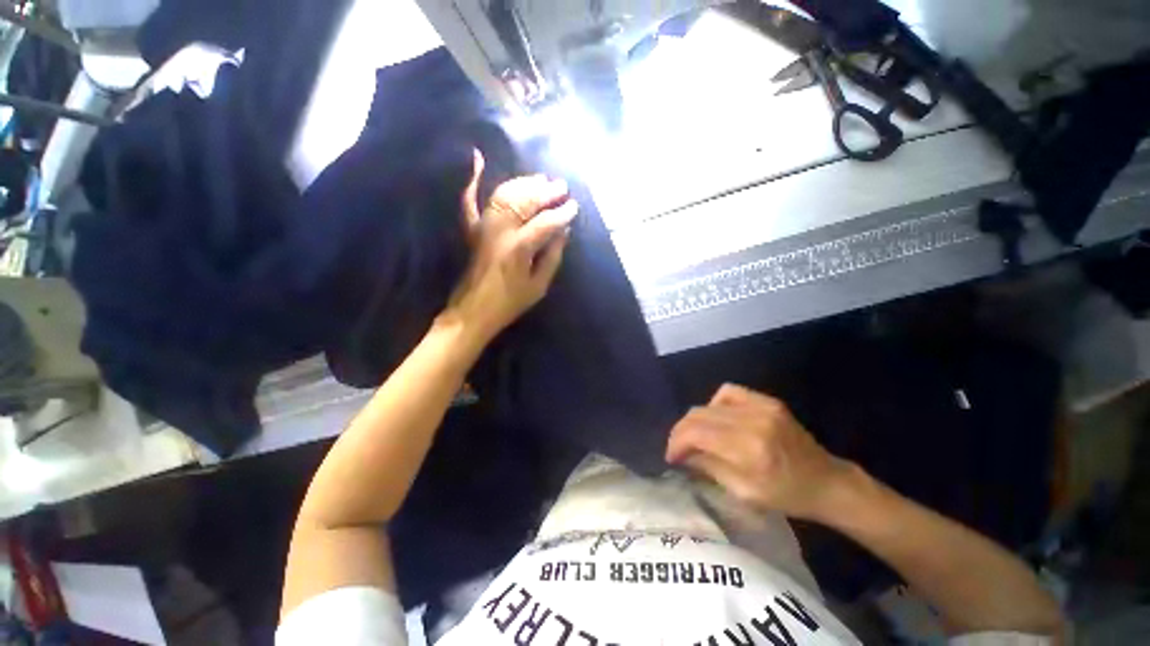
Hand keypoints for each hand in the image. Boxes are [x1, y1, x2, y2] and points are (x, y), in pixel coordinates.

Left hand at [446, 151, 577, 342]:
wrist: (473, 311)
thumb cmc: (509, 303)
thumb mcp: (538, 286)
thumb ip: (552, 257)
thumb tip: (564, 233)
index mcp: (519, 248)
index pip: (546, 222)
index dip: (563, 213)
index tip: (575, 206)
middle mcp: (500, 231)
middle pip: (525, 202)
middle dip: (546, 192)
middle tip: (561, 186)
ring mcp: (483, 227)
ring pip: (504, 194)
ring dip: (523, 183)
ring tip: (540, 179)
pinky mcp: (472, 229)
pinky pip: (469, 200)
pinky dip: (472, 180)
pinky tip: (477, 158)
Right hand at [666, 384, 854, 520]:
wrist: (827, 483)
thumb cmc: (787, 496)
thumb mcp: (744, 493)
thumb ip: (709, 467)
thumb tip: (683, 454)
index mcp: (748, 449)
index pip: (696, 433)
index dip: (676, 442)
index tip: (670, 456)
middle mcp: (752, 420)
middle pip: (698, 415)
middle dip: (681, 432)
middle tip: (678, 448)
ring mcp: (761, 406)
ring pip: (708, 403)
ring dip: (696, 419)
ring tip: (696, 435)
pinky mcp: (767, 401)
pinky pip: (728, 392)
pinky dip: (715, 404)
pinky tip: (717, 418)